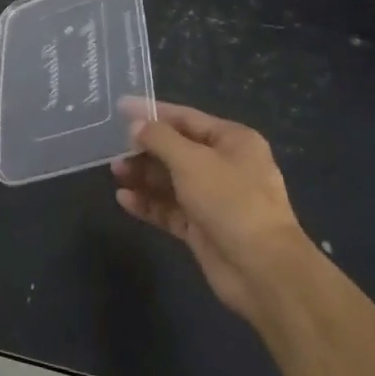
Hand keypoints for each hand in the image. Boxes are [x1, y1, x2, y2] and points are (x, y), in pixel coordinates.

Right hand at [113, 102, 314, 324]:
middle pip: (177, 150)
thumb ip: (160, 139)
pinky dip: (149, 203)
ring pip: (171, 181)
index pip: (186, 118)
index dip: (152, 112)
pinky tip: (123, 199)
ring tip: (115, 173)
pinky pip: (170, 209)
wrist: (261, 268)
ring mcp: (214, 199)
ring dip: (143, 176)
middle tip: (113, 150)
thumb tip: (137, 126)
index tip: (120, 108)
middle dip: (145, 149)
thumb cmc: (230, 201)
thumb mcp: (192, 161)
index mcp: (233, 141)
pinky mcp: (202, 228)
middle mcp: (225, 166)